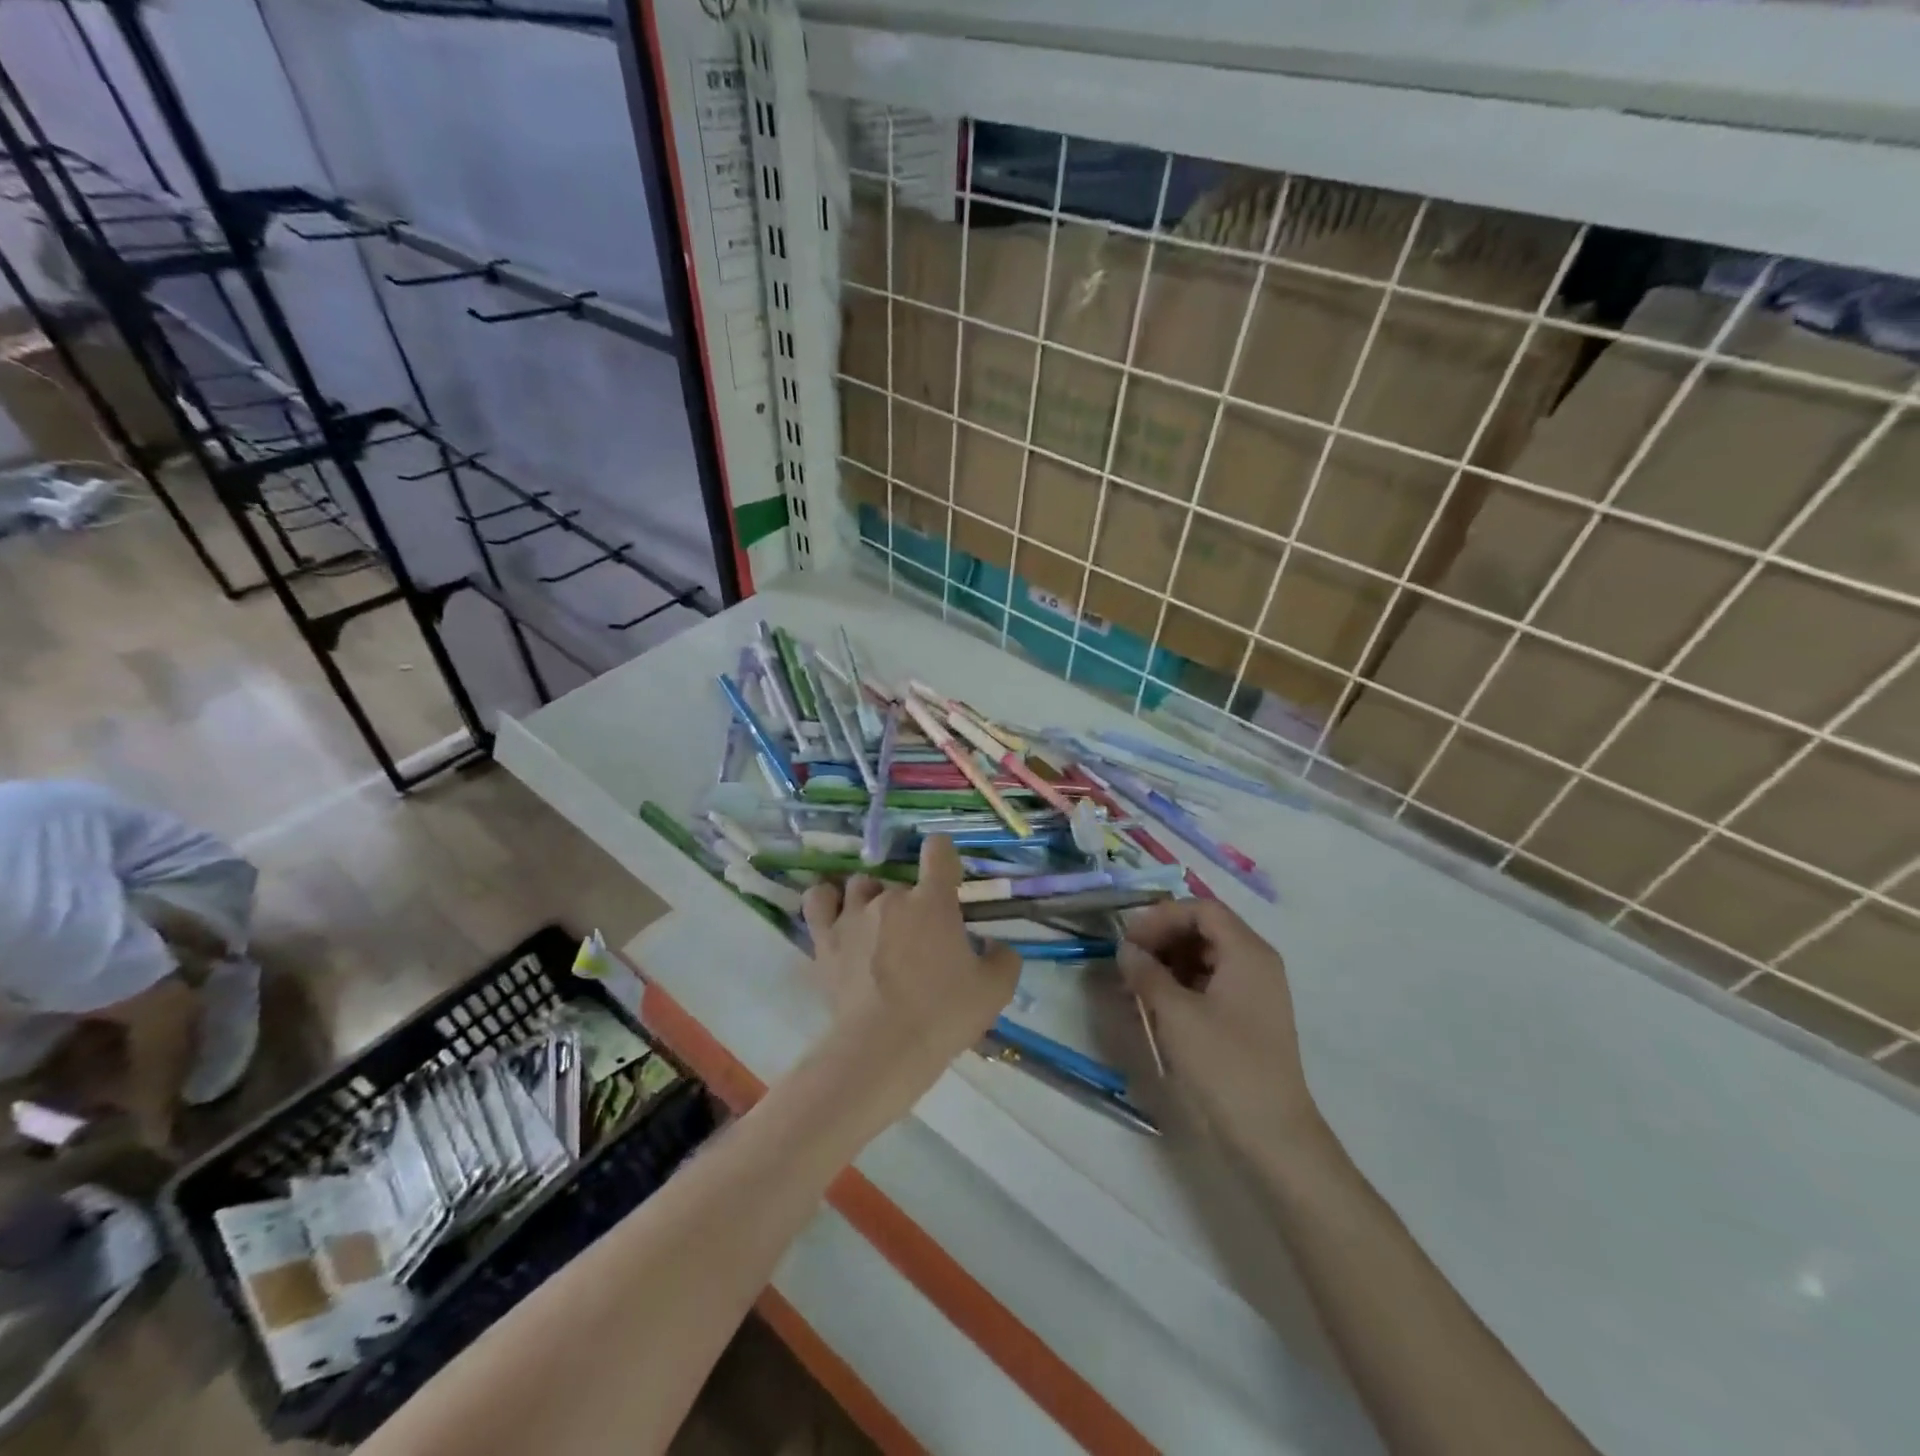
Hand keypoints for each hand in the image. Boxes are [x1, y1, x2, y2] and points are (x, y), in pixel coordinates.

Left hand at [801, 834, 1020, 1107]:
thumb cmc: (943, 1014)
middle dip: (913, 904)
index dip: (945, 857)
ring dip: (871, 898)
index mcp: (933, 901)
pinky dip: (826, 900)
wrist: (883, 1048)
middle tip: (921, 940)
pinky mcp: (824, 940)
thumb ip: (1003, 958)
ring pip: (860, 885)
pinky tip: (836, 914)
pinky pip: (818, 900)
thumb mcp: (995, 991)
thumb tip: (993, 945)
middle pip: (901, 882)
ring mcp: (852, 915)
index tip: (949, 881)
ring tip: (878, 926)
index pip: (939, 850)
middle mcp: (890, 897)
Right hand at [1119, 899, 1318, 1150]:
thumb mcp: (1176, 1014)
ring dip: (1166, 965)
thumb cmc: (1225, 1065)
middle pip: (1203, 930)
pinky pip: (1208, 986)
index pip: (1201, 909)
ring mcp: (1253, 993)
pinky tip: (1151, 1008)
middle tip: (1127, 961)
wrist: (1272, 1137)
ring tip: (1132, 987)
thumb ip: (1146, 973)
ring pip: (1203, 958)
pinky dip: (1178, 988)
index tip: (1129, 940)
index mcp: (1248, 952)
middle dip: (1161, 940)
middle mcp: (1255, 964)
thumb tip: (1125, 949)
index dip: (1161, 917)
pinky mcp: (1245, 1019)